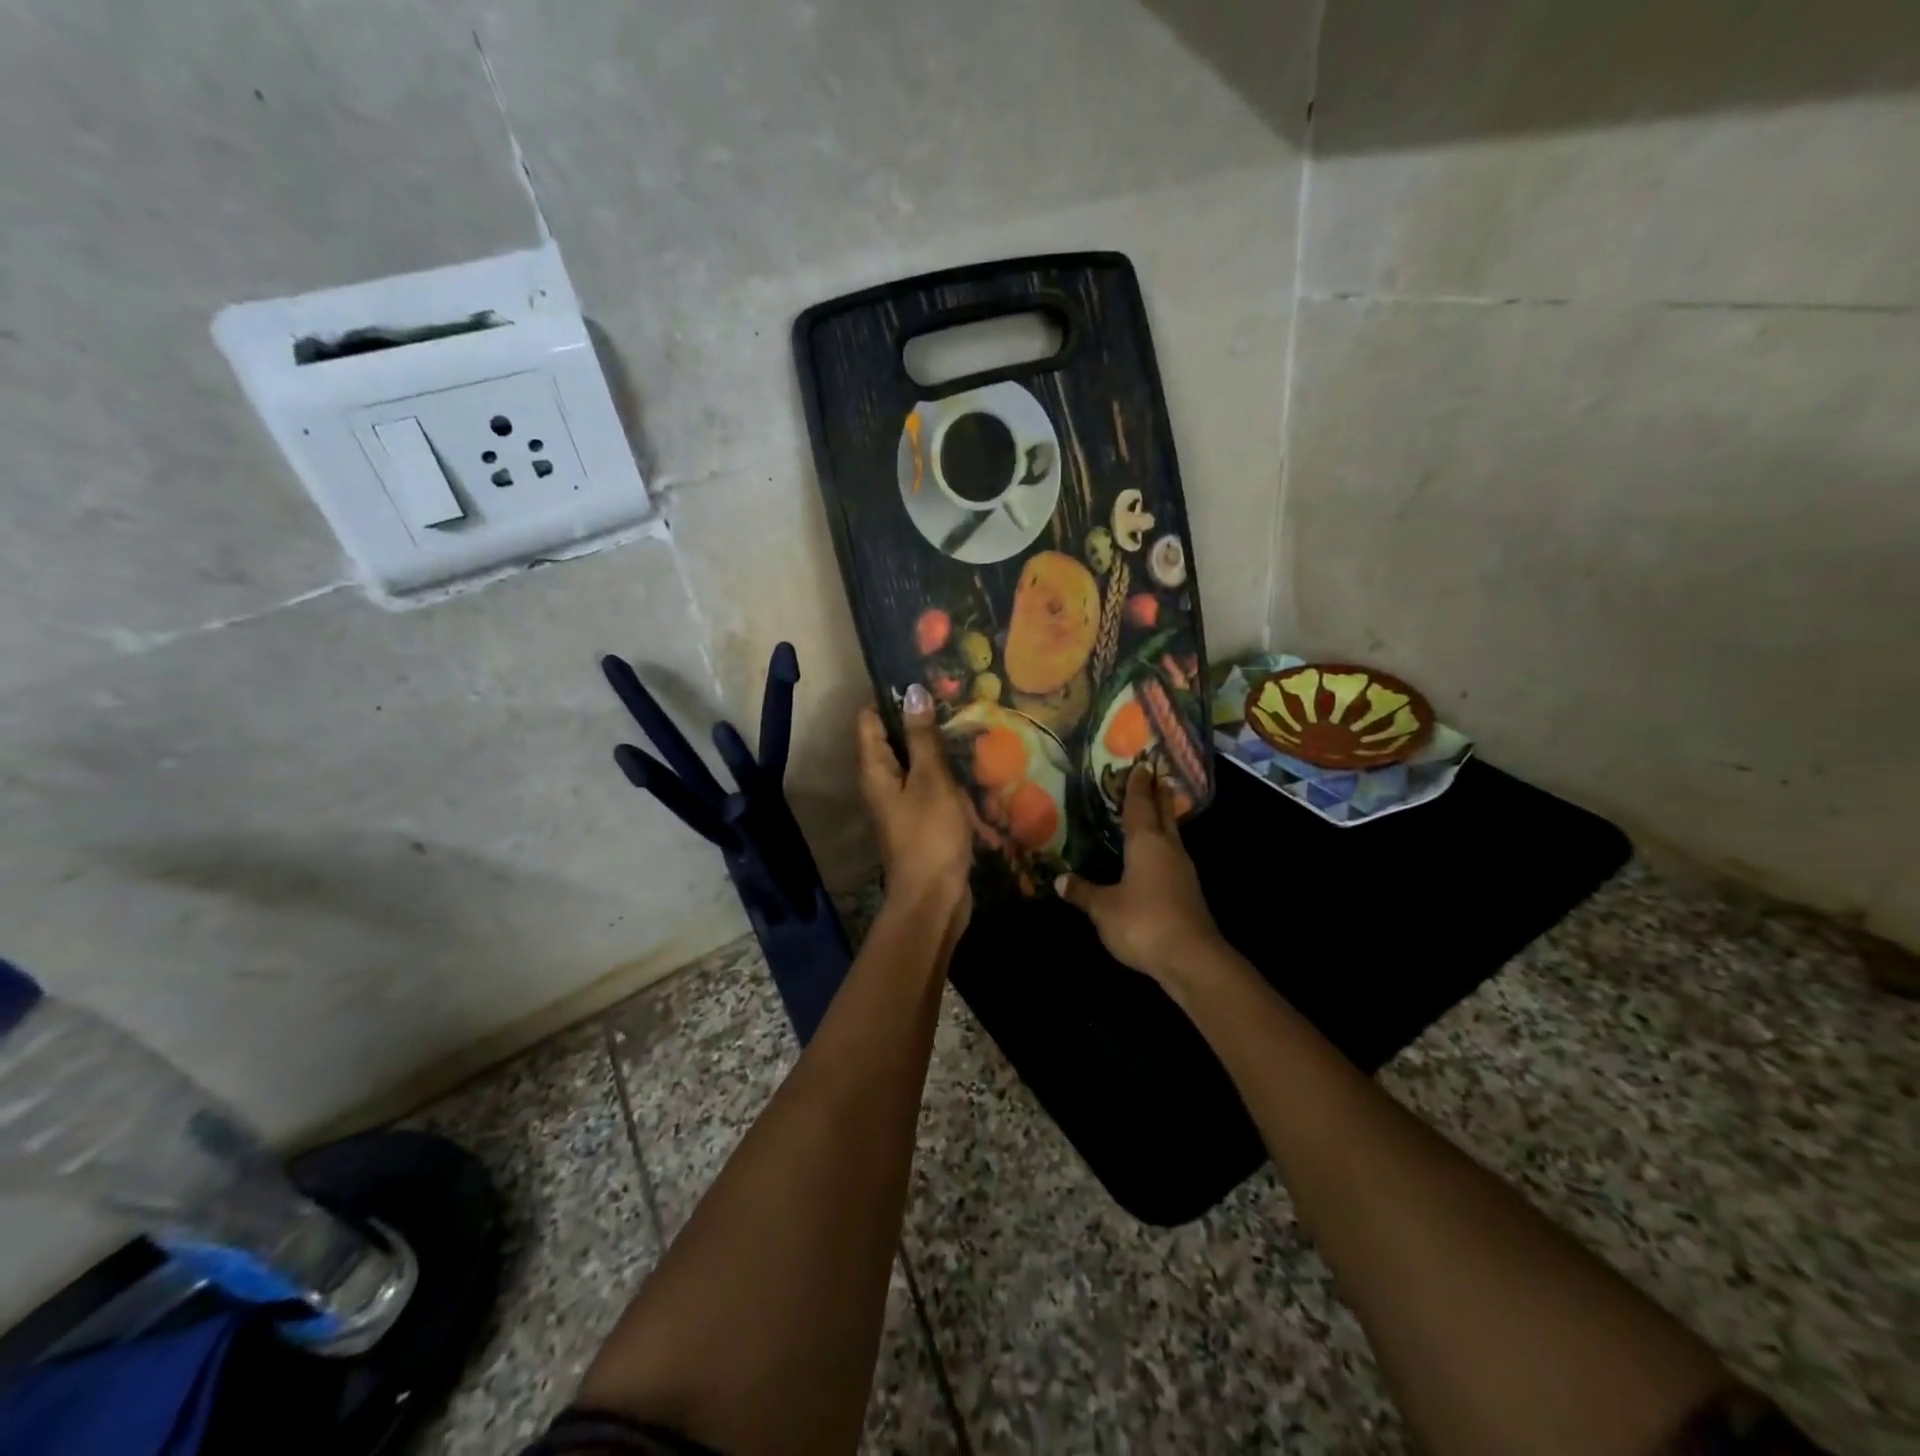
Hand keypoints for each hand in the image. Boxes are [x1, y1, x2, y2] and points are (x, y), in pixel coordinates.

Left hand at [857, 685, 974, 924]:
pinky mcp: (922, 818)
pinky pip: (931, 785)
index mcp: (875, 769)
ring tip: (967, 724)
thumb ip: (922, 737)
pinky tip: (972, 765)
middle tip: (952, 697)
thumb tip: (912, 692)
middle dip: (919, 720)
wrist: (934, 897)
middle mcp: (882, 782)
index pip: (869, 719)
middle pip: (893, 739)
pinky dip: (947, 774)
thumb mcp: (930, 780)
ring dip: (937, 747)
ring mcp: (902, 802)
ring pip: (916, 762)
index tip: (920, 679)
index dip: (889, 697)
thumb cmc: (930, 834)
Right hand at [1057, 763, 1223, 985]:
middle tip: (1158, 776)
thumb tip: (1060, 880)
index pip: (1140, 806)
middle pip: (1164, 815)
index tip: (1140, 765)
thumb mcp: (1103, 908)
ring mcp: (1183, 872)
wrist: (1191, 959)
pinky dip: (1164, 847)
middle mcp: (1169, 850)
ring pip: (1172, 835)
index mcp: (1147, 844)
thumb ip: (1083, 892)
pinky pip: (1173, 858)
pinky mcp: (1188, 892)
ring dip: (1164, 820)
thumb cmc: (1143, 922)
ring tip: (1155, 811)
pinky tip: (1156, 857)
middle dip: (1159, 795)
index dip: (1137, 787)